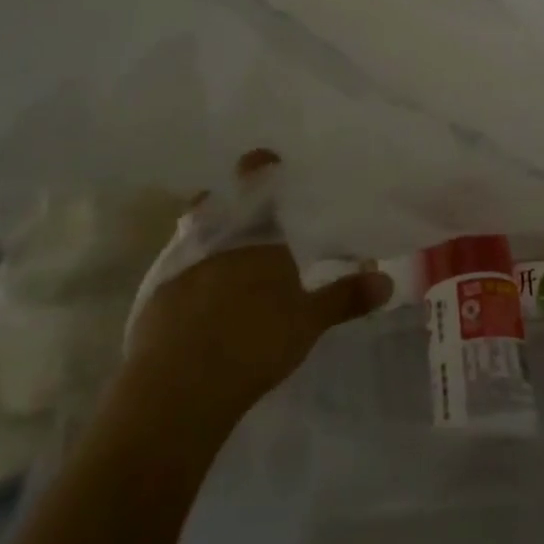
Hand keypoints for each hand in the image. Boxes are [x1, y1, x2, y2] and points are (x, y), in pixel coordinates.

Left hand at [125, 150, 391, 417]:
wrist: (181, 386)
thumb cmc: (256, 341)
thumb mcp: (309, 322)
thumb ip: (345, 297)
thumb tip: (387, 280)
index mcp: (257, 234)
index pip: (258, 184)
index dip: (260, 166)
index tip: (263, 157)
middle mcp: (217, 238)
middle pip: (216, 204)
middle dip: (226, 202)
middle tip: (242, 210)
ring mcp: (181, 265)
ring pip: (191, 234)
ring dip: (204, 235)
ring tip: (221, 251)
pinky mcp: (156, 296)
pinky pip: (175, 271)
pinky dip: (187, 274)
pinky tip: (196, 297)